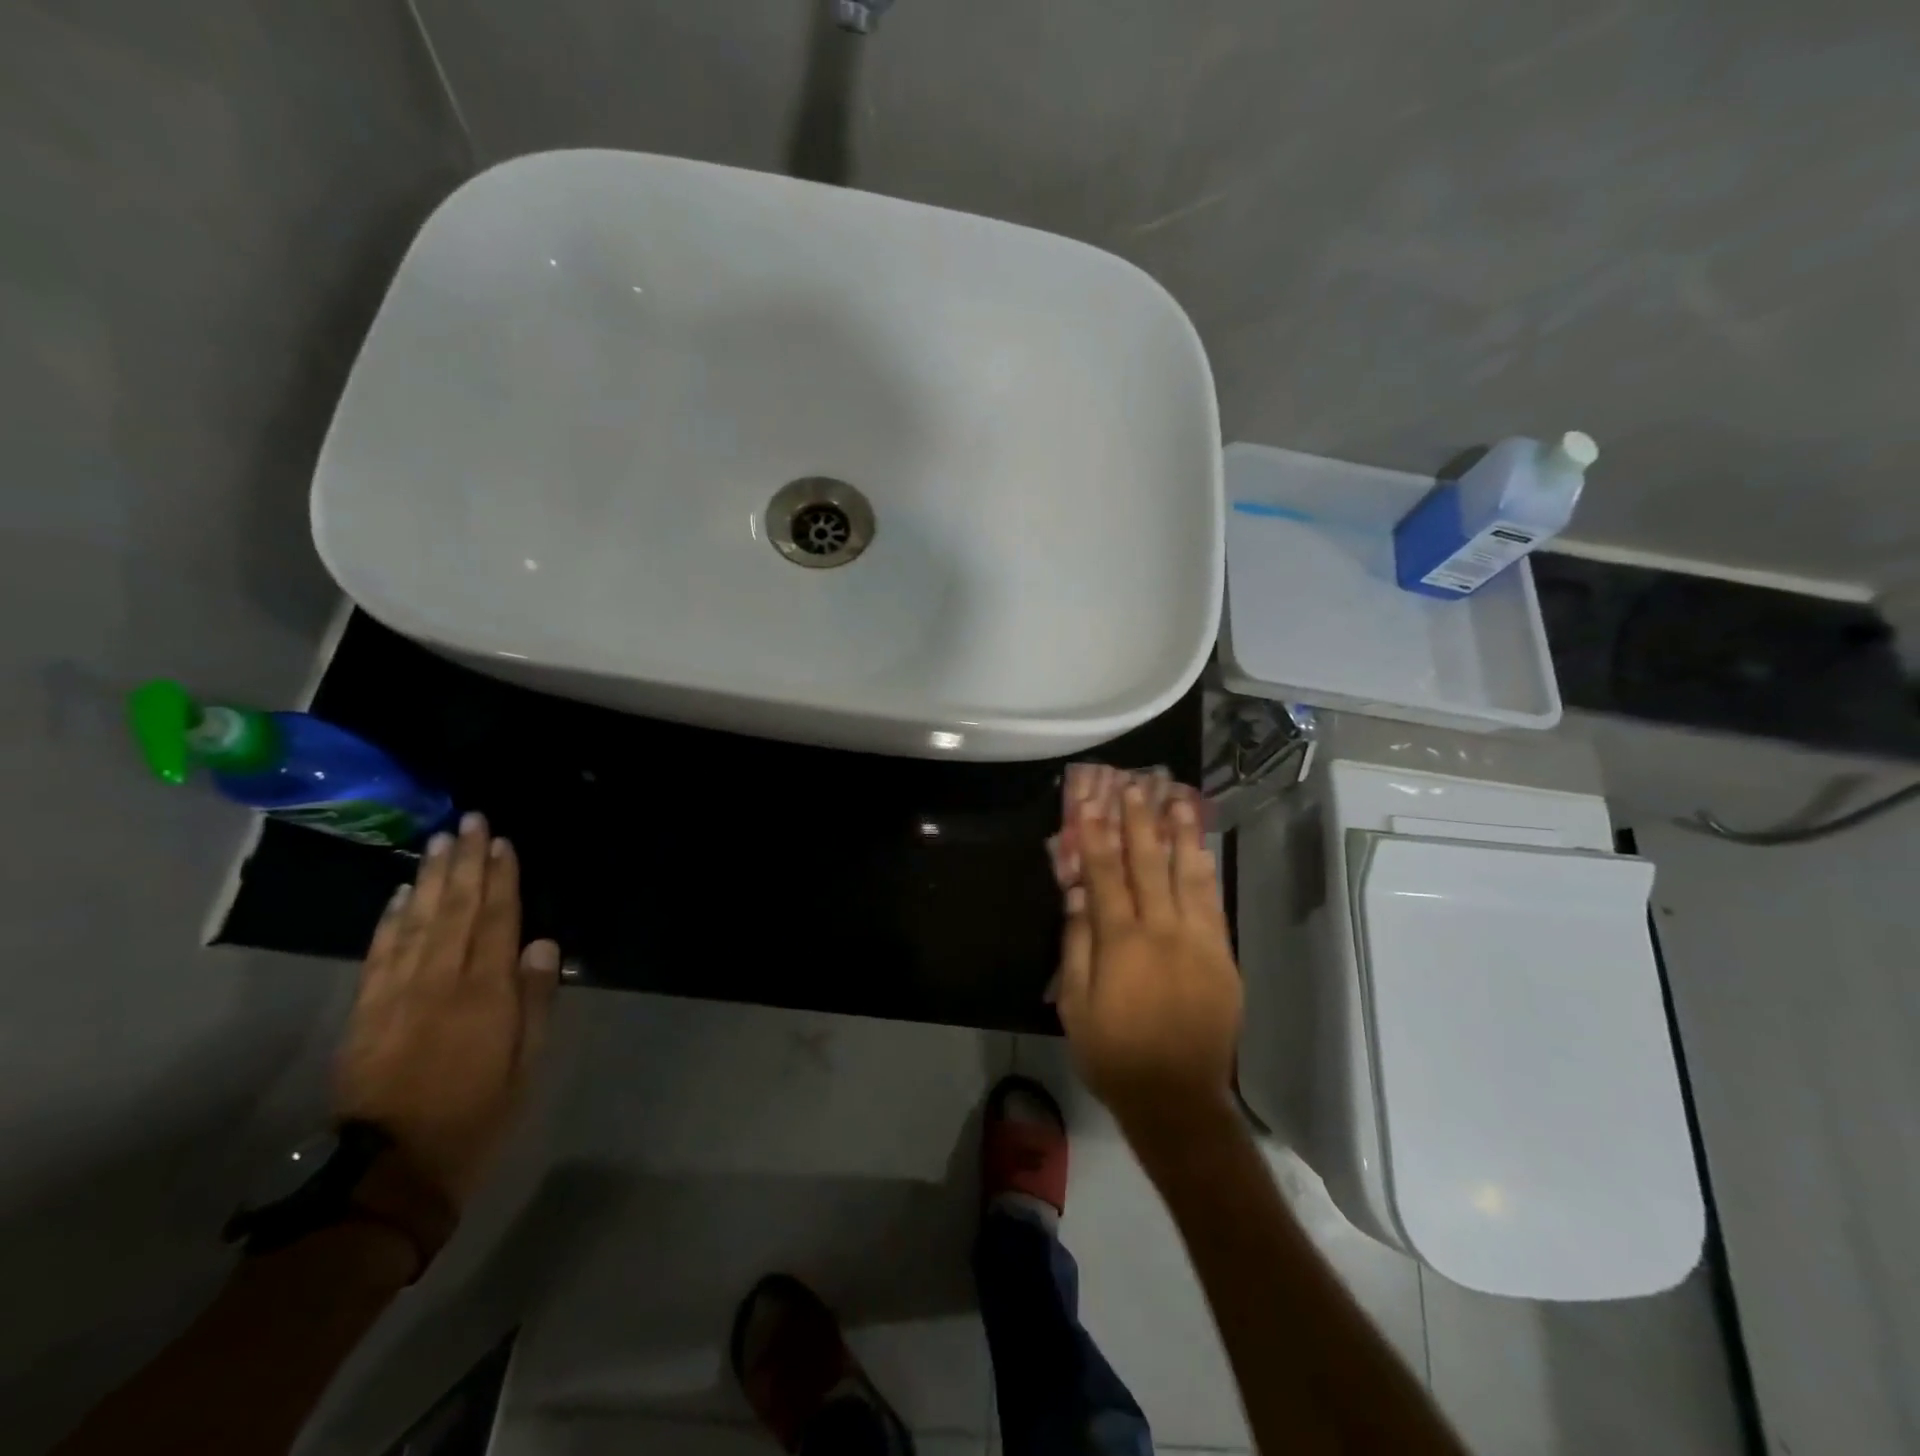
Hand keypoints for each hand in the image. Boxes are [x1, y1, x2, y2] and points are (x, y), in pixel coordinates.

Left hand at [333, 812, 560, 1204]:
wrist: (387, 1174)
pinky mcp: (366, 1011)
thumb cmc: (476, 1117)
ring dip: (431, 878)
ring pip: (418, 922)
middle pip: (455, 909)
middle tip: (468, 822)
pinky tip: (401, 894)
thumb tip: (543, 946)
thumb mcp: (526, 1066)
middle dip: (465, 862)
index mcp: (486, 994)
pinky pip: (380, 953)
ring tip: (439, 842)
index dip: (501, 879)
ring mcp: (397, 994)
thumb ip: (536, 1001)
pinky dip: (391, 918)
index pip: (497, 921)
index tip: (502, 842)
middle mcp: (440, 981)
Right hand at [1054, 770, 1242, 1150]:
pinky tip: (1200, 849)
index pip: (1106, 875)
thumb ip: (1076, 945)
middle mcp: (1162, 932)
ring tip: (1177, 799)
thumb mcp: (1074, 1005)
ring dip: (1180, 834)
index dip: (1098, 834)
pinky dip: (1205, 872)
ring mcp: (1198, 942)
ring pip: (1188, 875)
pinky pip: (1213, 904)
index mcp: (1121, 943)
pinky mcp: (1223, 957)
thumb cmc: (1113, 1054)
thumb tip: (1077, 894)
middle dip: (1140, 821)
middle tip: (1137, 784)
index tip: (1095, 800)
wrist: (1177, 1098)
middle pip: (1148, 864)